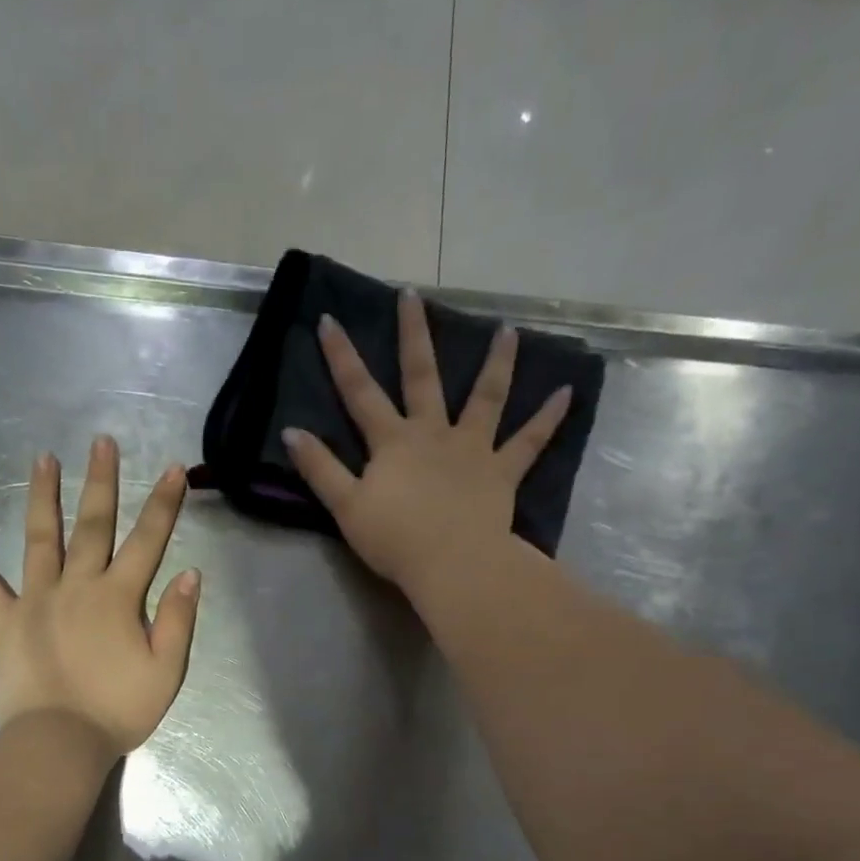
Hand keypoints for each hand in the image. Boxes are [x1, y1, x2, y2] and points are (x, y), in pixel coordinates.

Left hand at [0, 436, 200, 755]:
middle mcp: (77, 586)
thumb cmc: (118, 710)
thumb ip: (177, 620)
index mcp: (119, 598)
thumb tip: (189, 573)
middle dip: (101, 482)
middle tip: (101, 441)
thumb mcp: (166, 671)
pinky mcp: (2, 620)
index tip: (173, 469)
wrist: (59, 743)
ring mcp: (35, 599)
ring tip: (43, 458)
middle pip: (92, 525)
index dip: (164, 504)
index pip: (148, 541)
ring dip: (42, 496)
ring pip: (40, 538)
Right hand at [282, 288, 570, 596]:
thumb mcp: (346, 506)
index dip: (342, 357)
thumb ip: (320, 469)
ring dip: (496, 362)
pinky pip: (529, 442)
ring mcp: (472, 449)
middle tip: (412, 295)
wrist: (452, 564)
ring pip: (486, 397)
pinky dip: (548, 418)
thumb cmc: (395, 539)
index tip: (331, 320)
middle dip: (414, 335)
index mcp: (392, 442)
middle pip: (422, 377)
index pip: (360, 393)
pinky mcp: (502, 472)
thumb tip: (292, 432)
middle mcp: (433, 433)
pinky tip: (567, 392)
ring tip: (508, 330)